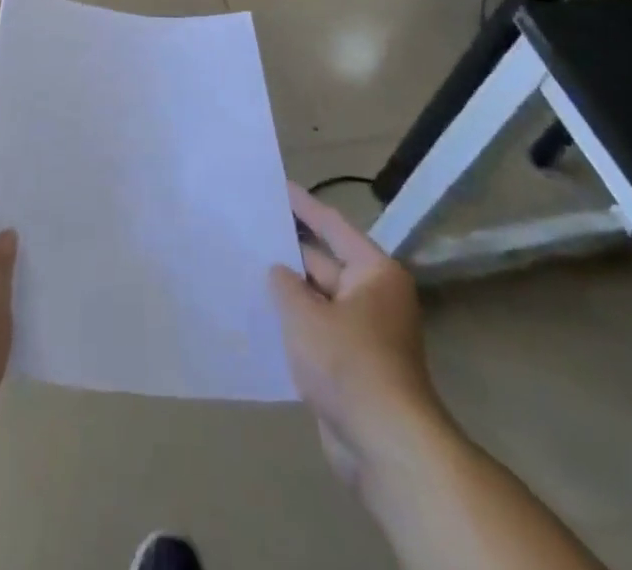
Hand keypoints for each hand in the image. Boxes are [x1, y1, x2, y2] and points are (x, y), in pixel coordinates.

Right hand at [269, 183, 441, 489]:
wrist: (385, 445)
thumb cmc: (348, 363)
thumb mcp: (305, 315)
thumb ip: (285, 284)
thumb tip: (278, 271)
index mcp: (374, 272)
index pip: (332, 226)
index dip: (304, 205)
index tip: (277, 186)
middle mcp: (374, 296)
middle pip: (325, 262)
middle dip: (289, 251)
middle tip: (250, 231)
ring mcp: (365, 333)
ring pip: (318, 300)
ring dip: (288, 291)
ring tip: (246, 269)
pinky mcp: (353, 367)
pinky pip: (318, 332)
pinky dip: (294, 325)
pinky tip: (261, 318)